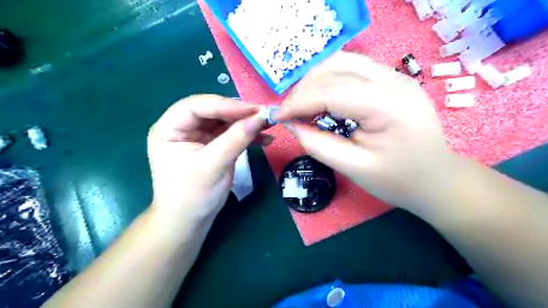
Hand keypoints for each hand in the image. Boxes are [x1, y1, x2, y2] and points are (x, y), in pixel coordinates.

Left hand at [147, 95, 266, 227]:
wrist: (191, 220)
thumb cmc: (192, 195)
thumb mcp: (213, 166)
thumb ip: (236, 139)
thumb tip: (260, 117)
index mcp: (169, 129)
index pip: (196, 106)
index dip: (224, 104)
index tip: (252, 110)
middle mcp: (184, 127)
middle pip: (213, 111)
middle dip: (239, 113)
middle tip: (265, 114)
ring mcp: (200, 136)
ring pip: (225, 121)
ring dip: (247, 123)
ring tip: (269, 125)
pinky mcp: (214, 145)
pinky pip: (232, 134)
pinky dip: (248, 136)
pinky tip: (265, 139)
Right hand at [278, 52, 458, 214]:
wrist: (437, 180)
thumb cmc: (398, 181)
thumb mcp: (354, 169)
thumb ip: (318, 145)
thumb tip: (291, 124)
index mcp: (389, 106)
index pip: (332, 92)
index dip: (299, 102)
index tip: (278, 116)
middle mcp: (394, 80)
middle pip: (336, 67)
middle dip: (305, 88)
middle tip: (290, 113)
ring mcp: (396, 76)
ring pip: (343, 62)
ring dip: (316, 81)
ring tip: (303, 105)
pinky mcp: (393, 80)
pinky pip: (353, 69)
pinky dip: (330, 80)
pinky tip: (322, 99)